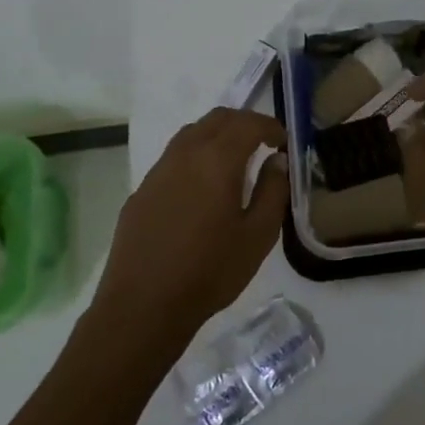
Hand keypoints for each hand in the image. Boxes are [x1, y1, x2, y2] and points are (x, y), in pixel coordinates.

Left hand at [91, 109, 288, 348]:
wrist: (143, 306)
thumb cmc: (210, 271)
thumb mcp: (258, 235)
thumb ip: (273, 191)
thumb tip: (276, 161)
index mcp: (217, 160)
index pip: (248, 124)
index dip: (270, 126)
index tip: (283, 142)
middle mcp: (185, 154)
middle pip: (217, 118)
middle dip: (244, 123)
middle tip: (262, 144)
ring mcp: (158, 171)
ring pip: (191, 133)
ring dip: (217, 135)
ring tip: (233, 161)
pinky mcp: (141, 191)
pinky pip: (173, 158)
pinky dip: (195, 157)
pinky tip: (201, 189)